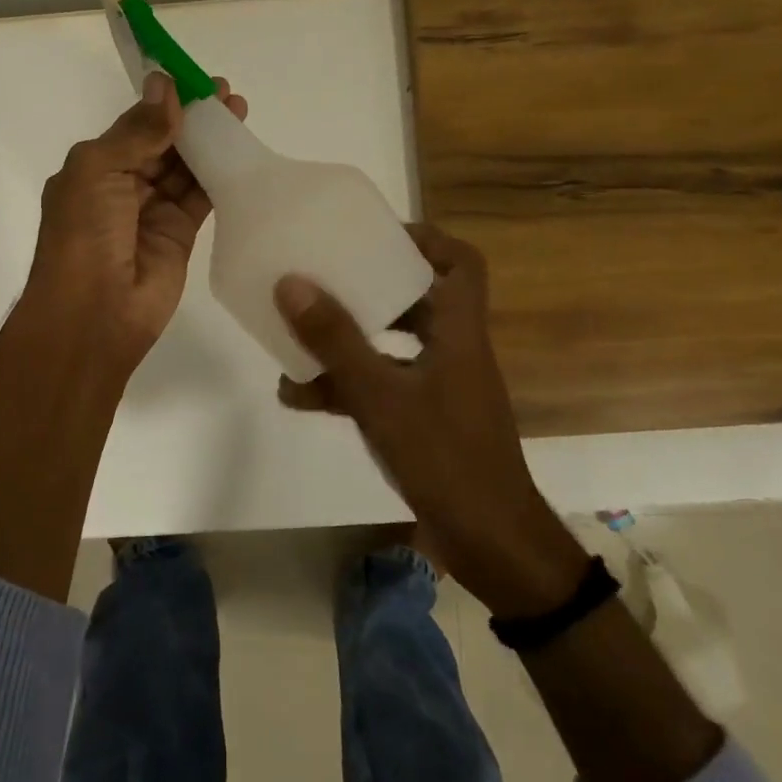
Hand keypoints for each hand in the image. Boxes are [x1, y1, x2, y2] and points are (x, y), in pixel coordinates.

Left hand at [25, 72, 247, 374]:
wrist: (94, 313)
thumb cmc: (84, 233)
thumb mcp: (98, 170)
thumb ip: (136, 131)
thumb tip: (164, 85)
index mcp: (95, 167)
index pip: (135, 125)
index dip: (164, 102)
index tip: (193, 79)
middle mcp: (124, 185)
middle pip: (164, 143)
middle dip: (192, 118)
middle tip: (225, 93)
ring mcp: (153, 211)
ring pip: (186, 167)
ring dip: (210, 141)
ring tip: (239, 112)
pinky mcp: (180, 234)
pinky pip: (202, 196)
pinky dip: (220, 174)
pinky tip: (240, 150)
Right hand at [274, 223, 588, 616]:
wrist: (491, 547)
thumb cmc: (445, 458)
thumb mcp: (381, 396)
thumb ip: (336, 340)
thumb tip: (291, 282)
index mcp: (459, 331)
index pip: (460, 262)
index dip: (423, 239)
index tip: (373, 233)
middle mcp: (453, 350)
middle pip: (418, 297)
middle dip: (369, 284)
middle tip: (325, 273)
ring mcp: (438, 387)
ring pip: (391, 344)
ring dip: (346, 339)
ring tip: (294, 333)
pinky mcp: (424, 420)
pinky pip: (380, 385)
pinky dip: (344, 384)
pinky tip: (297, 394)